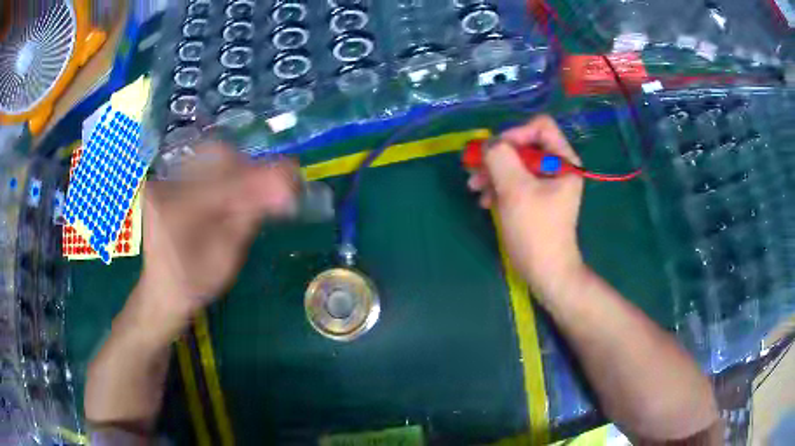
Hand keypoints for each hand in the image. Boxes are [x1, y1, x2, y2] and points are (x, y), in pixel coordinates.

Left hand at [131, 142, 297, 338]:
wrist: (161, 289)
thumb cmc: (194, 283)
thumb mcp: (225, 259)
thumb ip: (250, 218)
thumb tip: (284, 189)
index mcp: (178, 212)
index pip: (227, 182)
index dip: (263, 178)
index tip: (293, 179)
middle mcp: (167, 186)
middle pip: (217, 156)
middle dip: (249, 168)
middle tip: (271, 186)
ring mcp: (164, 180)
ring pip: (210, 157)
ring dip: (238, 169)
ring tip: (253, 190)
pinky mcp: (167, 181)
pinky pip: (201, 166)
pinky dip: (223, 174)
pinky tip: (232, 192)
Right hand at [467, 115, 585, 298]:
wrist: (545, 272)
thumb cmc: (535, 231)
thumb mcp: (515, 190)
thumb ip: (500, 158)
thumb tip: (488, 144)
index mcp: (564, 160)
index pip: (540, 127)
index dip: (515, 134)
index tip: (495, 153)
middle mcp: (557, 167)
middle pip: (524, 145)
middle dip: (497, 157)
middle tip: (474, 171)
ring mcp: (546, 184)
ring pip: (515, 164)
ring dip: (492, 173)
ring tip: (474, 188)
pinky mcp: (535, 198)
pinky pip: (515, 182)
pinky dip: (498, 188)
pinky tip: (485, 202)